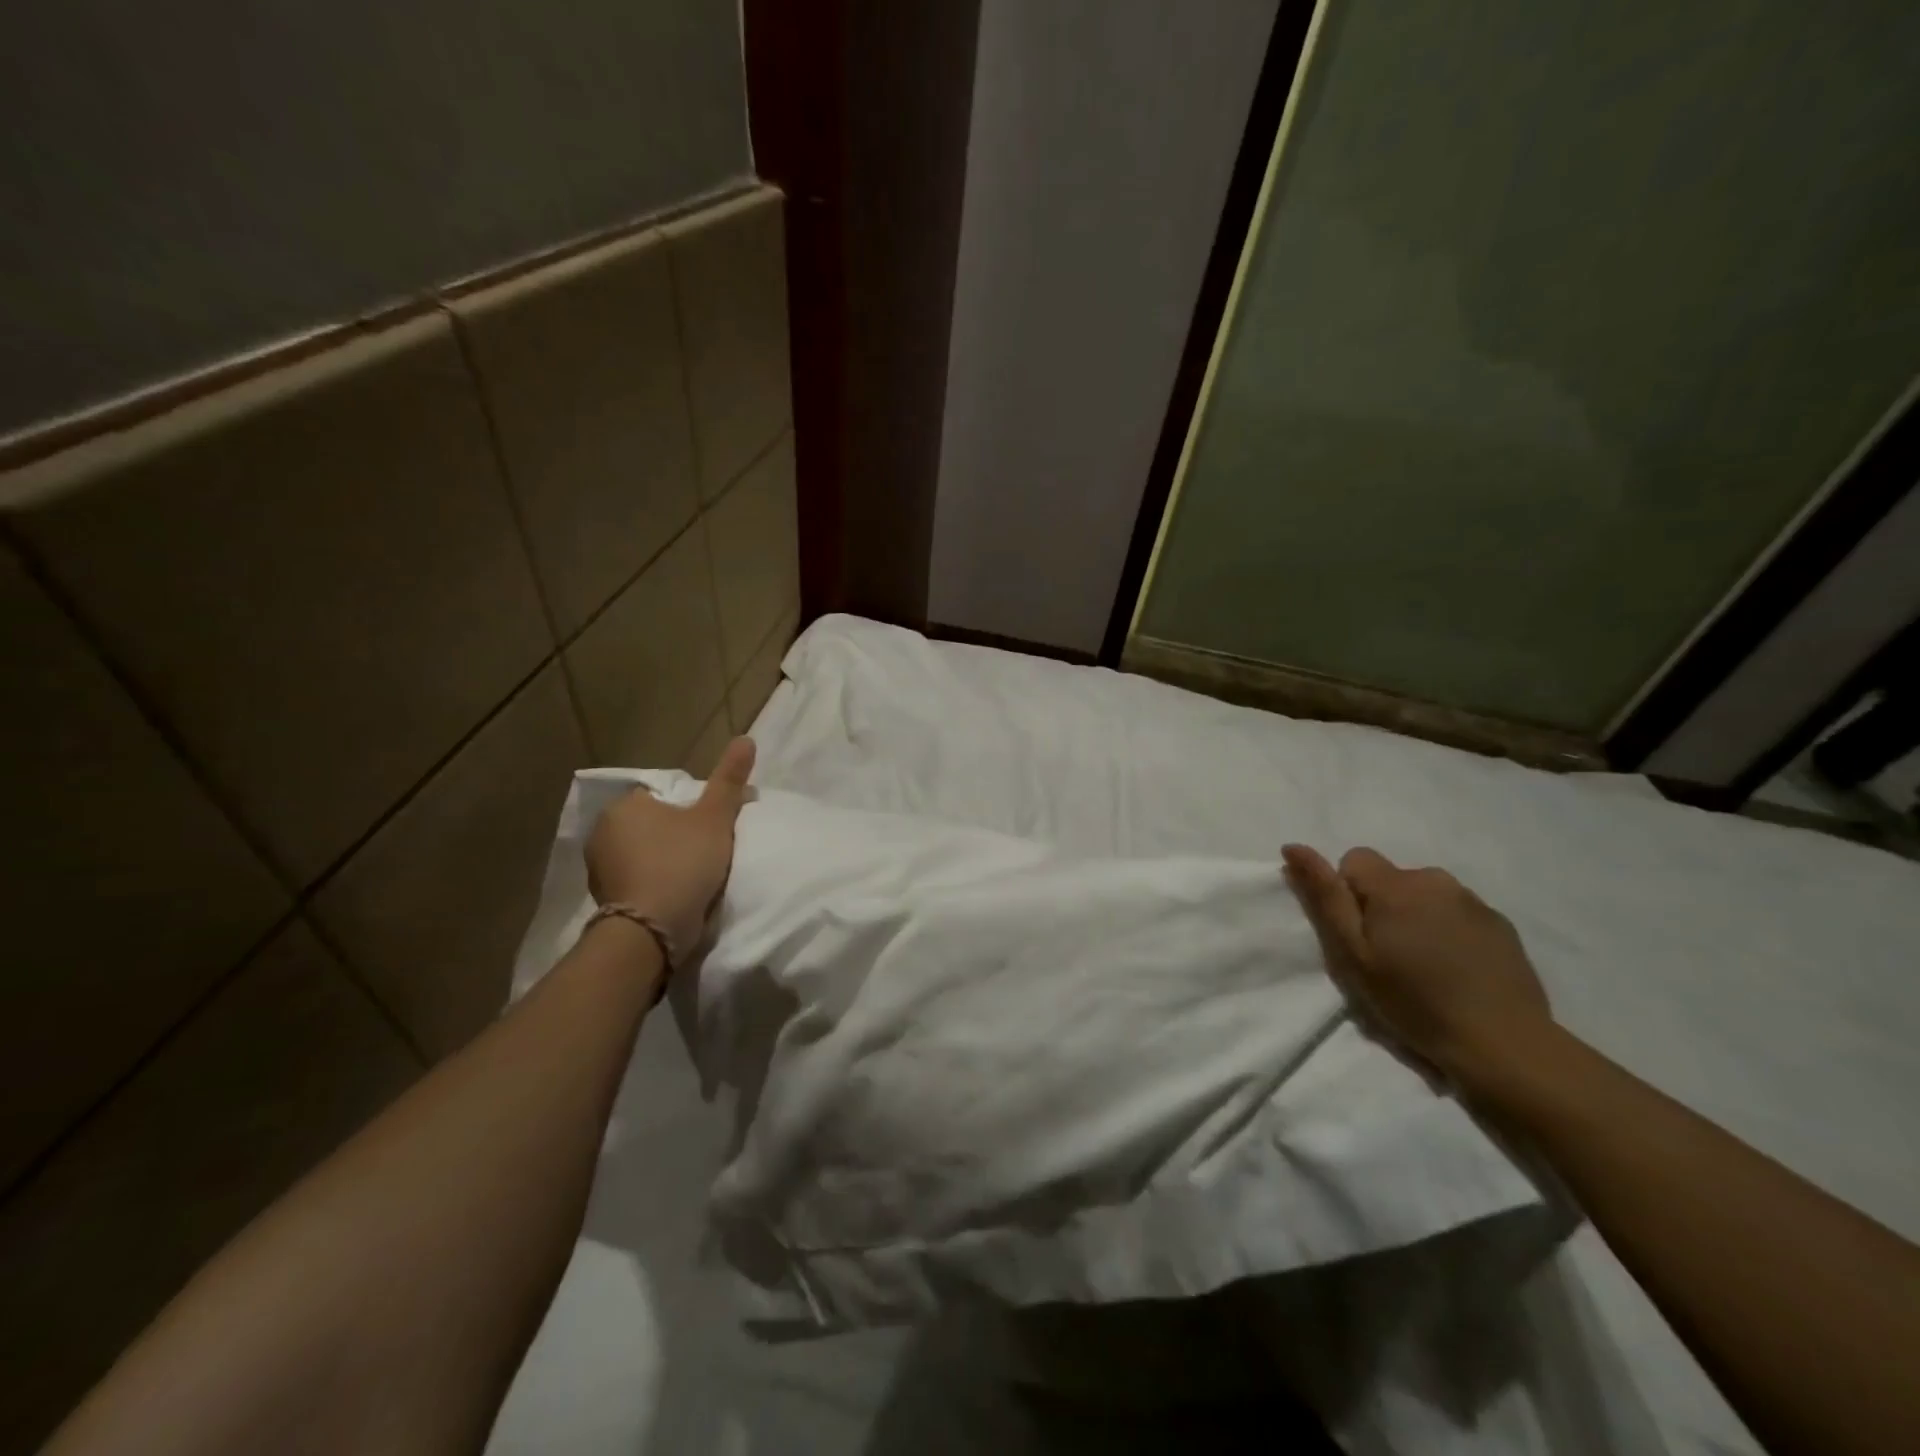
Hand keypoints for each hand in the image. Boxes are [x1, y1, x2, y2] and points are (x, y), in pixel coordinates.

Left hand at [587, 737, 755, 956]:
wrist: (651, 932)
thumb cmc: (682, 864)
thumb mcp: (714, 818)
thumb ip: (729, 780)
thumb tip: (746, 738)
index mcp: (625, 806)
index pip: (663, 797)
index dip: (691, 810)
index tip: (712, 828)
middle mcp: (603, 832)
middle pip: (652, 825)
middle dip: (674, 835)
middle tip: (707, 852)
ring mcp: (599, 868)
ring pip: (642, 853)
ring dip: (662, 861)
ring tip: (693, 876)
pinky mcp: (604, 900)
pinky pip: (635, 880)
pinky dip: (652, 884)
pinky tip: (673, 895)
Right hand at [1281, 843, 1551, 1087]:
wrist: (1501, 1044)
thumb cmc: (1413, 1001)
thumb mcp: (1352, 954)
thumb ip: (1324, 897)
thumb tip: (1293, 848)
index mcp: (1396, 885)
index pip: (1355, 860)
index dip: (1348, 894)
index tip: (1360, 936)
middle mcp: (1436, 880)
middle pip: (1392, 879)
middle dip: (1383, 908)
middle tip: (1389, 958)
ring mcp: (1474, 902)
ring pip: (1426, 896)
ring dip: (1417, 918)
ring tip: (1426, 967)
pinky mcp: (1502, 925)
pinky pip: (1459, 914)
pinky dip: (1449, 932)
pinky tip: (1457, 971)